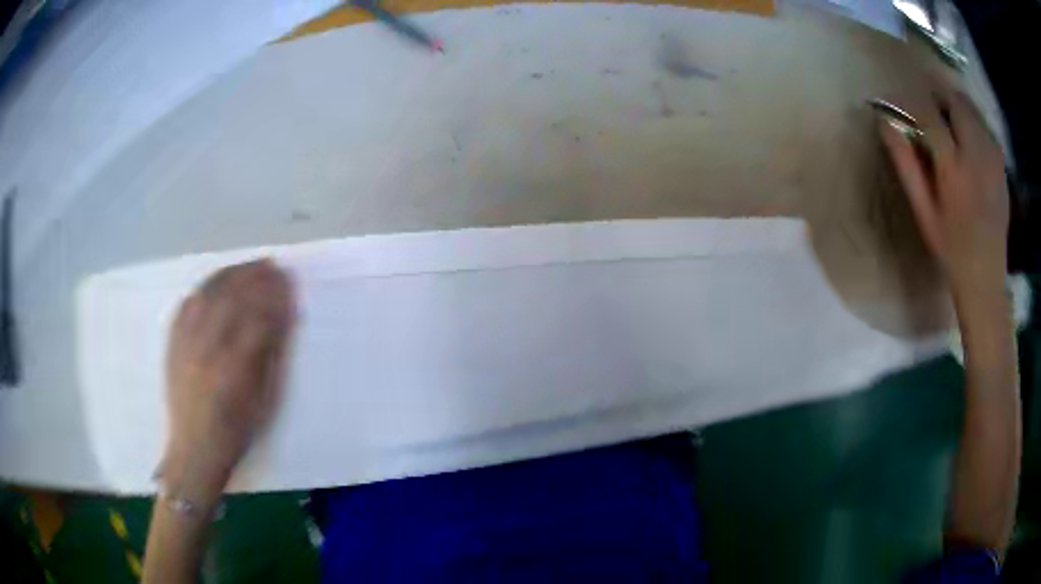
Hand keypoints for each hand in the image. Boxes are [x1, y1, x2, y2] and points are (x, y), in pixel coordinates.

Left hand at [160, 260, 294, 506]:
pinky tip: (217, 281)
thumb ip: (271, 356)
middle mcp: (208, 349)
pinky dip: (205, 287)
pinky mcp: (173, 343)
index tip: (288, 282)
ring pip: (208, 294)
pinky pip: (187, 303)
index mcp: (235, 369)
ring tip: (249, 266)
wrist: (194, 449)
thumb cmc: (237, 431)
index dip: (275, 296)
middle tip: (273, 265)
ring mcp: (186, 343)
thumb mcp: (264, 401)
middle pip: (232, 298)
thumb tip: (282, 318)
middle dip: (255, 277)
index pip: (258, 318)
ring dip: (231, 274)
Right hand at [878, 84, 1008, 302]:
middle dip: (937, 96)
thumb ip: (905, 164)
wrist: (986, 277)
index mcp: (953, 170)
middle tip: (927, 110)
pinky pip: (984, 126)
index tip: (900, 103)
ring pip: (971, 109)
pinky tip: (968, 138)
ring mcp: (992, 159)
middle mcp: (976, 157)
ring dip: (955, 106)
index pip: (929, 115)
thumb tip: (885, 123)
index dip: (911, 102)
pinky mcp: (1001, 165)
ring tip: (947, 122)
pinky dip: (972, 121)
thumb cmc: (951, 249)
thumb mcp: (923, 212)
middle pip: (955, 102)